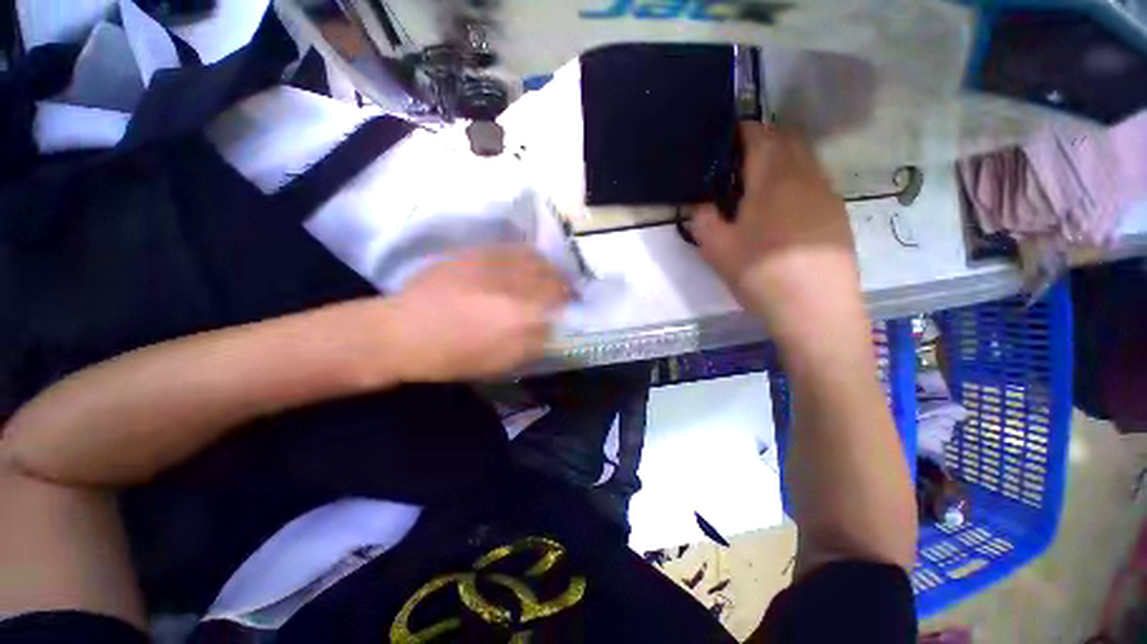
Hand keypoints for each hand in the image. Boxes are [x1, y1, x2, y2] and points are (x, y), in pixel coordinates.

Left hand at [384, 246, 571, 381]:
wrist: (405, 330)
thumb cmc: (453, 357)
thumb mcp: (501, 364)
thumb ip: (533, 344)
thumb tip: (551, 327)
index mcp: (522, 322)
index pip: (560, 309)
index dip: (568, 308)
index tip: (569, 310)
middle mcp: (517, 291)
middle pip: (554, 282)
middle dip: (563, 287)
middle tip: (565, 292)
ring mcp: (498, 268)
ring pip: (539, 262)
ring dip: (550, 269)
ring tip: (550, 275)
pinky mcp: (481, 254)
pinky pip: (516, 250)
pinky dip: (530, 256)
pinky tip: (529, 262)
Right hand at [692, 124, 863, 341]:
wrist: (815, 308)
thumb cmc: (760, 273)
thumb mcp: (717, 249)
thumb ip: (702, 219)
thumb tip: (700, 204)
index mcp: (773, 178)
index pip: (759, 135)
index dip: (741, 132)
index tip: (725, 142)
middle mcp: (806, 175)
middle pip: (788, 139)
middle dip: (764, 140)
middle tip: (739, 161)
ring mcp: (827, 194)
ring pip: (805, 159)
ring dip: (783, 159)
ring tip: (760, 184)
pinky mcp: (837, 214)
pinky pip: (816, 181)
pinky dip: (797, 180)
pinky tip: (784, 209)